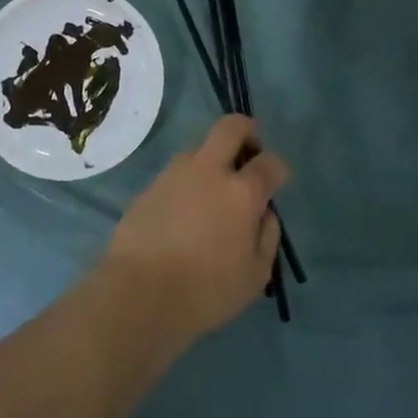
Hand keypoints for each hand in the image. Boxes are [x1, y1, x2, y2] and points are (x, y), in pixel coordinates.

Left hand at [100, 115, 288, 346]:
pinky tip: (186, 211)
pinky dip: (189, 182)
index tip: (277, 180)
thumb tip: (264, 213)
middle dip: (247, 131)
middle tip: (249, 153)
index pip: (270, 163)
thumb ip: (267, 236)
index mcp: (241, 192)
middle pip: (231, 127)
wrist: (139, 290)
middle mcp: (209, 170)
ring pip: (200, 147)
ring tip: (213, 193)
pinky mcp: (151, 183)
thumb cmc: (206, 290)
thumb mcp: (255, 276)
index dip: (278, 168)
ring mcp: (176, 172)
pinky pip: (178, 172)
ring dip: (213, 159)